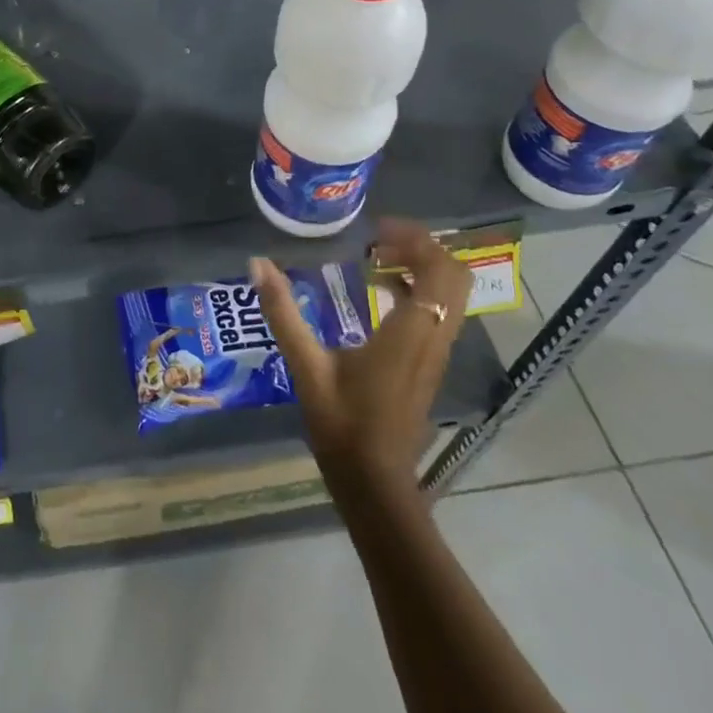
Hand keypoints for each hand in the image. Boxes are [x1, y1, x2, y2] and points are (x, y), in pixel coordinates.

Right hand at [252, 218, 472, 492]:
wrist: (374, 483)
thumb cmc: (342, 424)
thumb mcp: (306, 364)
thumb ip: (283, 312)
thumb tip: (257, 264)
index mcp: (410, 333)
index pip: (437, 271)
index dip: (416, 240)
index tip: (376, 229)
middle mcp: (433, 338)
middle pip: (455, 277)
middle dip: (423, 249)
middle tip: (379, 239)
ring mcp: (435, 354)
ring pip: (451, 296)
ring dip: (423, 268)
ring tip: (378, 258)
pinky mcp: (429, 365)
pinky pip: (440, 313)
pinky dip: (419, 291)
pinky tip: (380, 293)